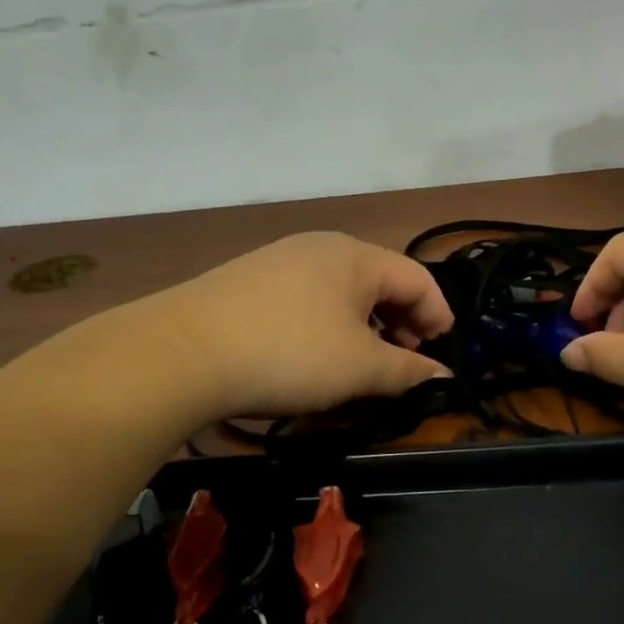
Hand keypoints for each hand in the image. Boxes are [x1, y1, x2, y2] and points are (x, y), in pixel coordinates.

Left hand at [150, 232, 454, 421]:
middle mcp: (320, 247)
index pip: (417, 278)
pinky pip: (308, 300)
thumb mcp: (359, 368)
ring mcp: (279, 261)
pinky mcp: (249, 283)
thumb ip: (408, 371)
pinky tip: (315, 358)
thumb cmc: (289, 354)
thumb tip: (442, 377)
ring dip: (364, 328)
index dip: (439, 316)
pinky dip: (328, 327)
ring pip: (342, 293)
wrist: (181, 353)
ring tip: (361, 366)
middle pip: (380, 281)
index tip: (441, 354)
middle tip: (403, 364)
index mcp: (355, 256)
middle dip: (401, 323)